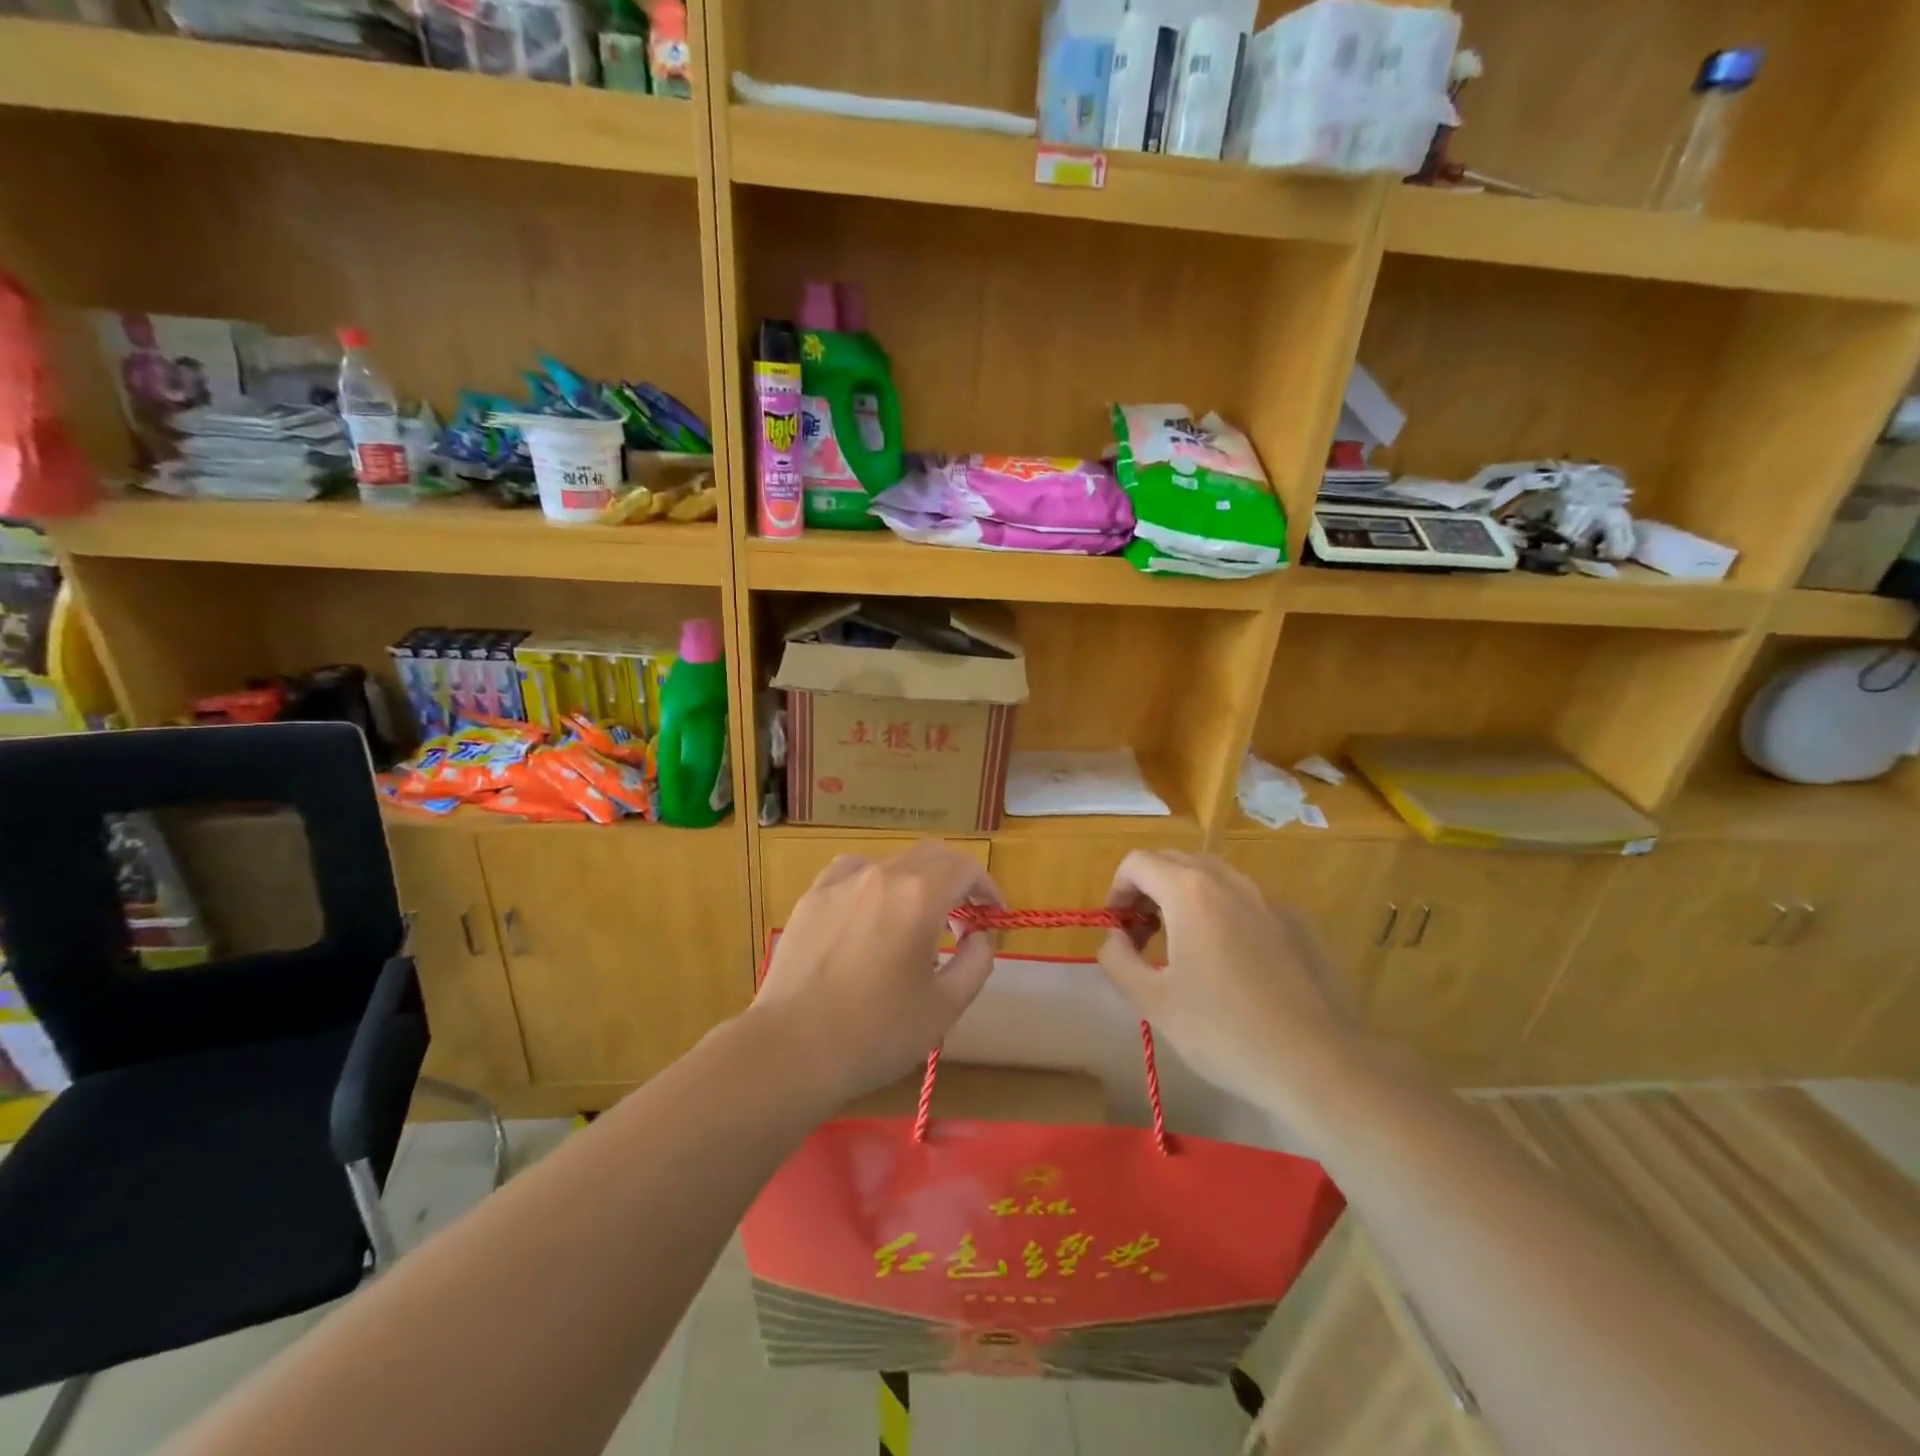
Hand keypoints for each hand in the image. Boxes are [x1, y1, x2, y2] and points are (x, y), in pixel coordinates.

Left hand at [749, 841, 1003, 1108]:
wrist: (791, 1050)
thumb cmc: (875, 1033)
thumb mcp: (945, 1007)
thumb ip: (976, 962)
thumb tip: (979, 936)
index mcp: (919, 896)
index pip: (966, 867)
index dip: (987, 887)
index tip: (994, 916)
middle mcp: (881, 875)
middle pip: (931, 856)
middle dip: (957, 879)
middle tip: (965, 916)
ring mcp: (841, 882)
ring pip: (892, 862)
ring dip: (916, 881)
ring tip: (916, 919)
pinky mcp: (812, 897)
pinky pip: (853, 872)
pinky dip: (874, 882)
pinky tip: (870, 909)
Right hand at [1097, 850, 1365, 1118]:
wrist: (1320, 1063)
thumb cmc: (1225, 1032)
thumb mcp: (1154, 1002)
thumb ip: (1118, 959)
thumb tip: (1114, 938)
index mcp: (1190, 892)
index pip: (1137, 863)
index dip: (1116, 891)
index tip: (1117, 930)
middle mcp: (1229, 882)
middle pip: (1175, 862)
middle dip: (1148, 891)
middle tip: (1142, 937)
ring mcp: (1269, 900)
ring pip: (1214, 879)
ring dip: (1185, 899)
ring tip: (1183, 948)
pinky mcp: (1299, 924)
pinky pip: (1248, 904)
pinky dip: (1225, 916)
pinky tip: (1233, 966)